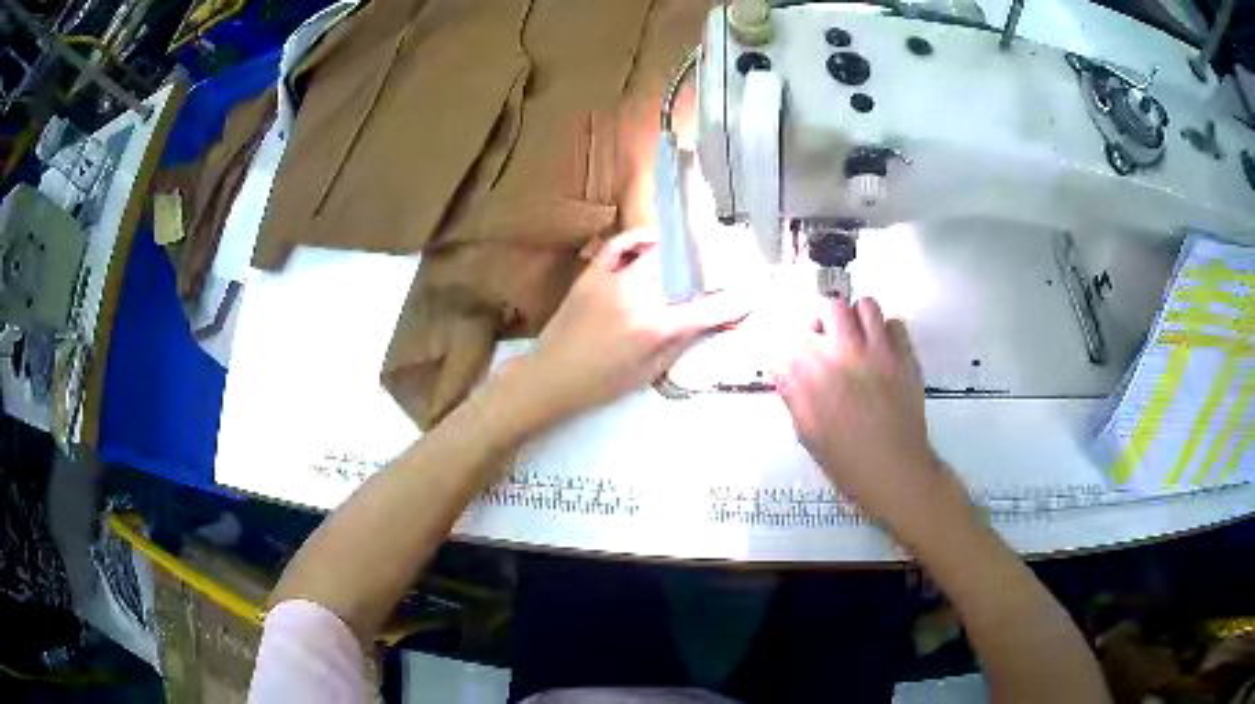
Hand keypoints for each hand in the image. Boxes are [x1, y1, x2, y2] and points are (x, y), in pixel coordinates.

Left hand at [510, 229, 747, 423]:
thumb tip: (708, 321)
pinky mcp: (593, 273)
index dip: (732, 304)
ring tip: (694, 251)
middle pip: (683, 272)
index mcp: (655, 328)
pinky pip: (619, 245)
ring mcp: (613, 280)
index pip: (704, 311)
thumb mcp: (649, 371)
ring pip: (656, 254)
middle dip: (707, 269)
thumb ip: (681, 342)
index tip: (751, 297)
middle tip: (720, 270)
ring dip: (679, 252)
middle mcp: (638, 297)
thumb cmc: (602, 383)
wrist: (551, 376)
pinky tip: (654, 241)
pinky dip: (638, 238)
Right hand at [775, 297, 960, 529]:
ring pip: (865, 305)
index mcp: (811, 371)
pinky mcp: (905, 355)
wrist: (893, 471)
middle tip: (829, 342)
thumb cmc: (845, 460)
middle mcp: (842, 350)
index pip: (793, 335)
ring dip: (858, 318)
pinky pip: (895, 323)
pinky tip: (884, 352)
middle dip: (826, 321)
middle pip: (830, 307)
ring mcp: (878, 349)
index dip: (795, 345)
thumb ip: (793, 393)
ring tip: (859, 339)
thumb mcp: (806, 431)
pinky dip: (887, 332)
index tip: (799, 358)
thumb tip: (784, 369)